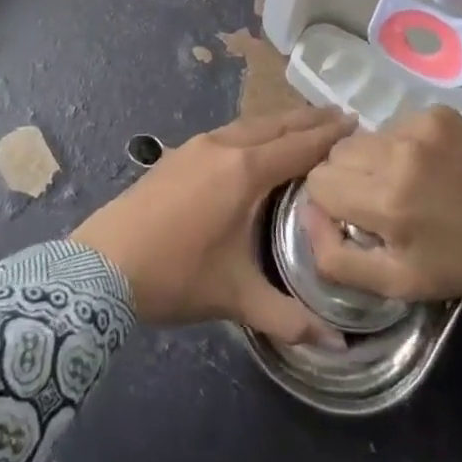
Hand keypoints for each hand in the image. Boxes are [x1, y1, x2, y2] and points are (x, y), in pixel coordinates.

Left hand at [71, 106, 355, 345]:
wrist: (103, 262)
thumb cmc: (176, 275)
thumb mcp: (237, 299)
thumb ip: (289, 318)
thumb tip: (338, 347)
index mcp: (245, 172)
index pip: (298, 146)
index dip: (329, 136)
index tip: (357, 121)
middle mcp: (225, 146)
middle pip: (276, 125)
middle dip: (310, 120)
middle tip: (342, 113)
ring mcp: (198, 145)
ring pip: (250, 124)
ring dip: (280, 121)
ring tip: (304, 122)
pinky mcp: (180, 152)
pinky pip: (230, 130)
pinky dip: (255, 129)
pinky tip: (255, 140)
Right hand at [300, 106, 461, 301]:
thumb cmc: (454, 263)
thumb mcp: (394, 283)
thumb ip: (336, 258)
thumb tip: (307, 214)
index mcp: (385, 201)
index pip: (319, 181)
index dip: (332, 201)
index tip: (355, 214)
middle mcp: (397, 154)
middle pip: (338, 153)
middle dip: (350, 176)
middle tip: (380, 198)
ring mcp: (420, 126)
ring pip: (366, 136)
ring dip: (376, 158)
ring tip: (407, 180)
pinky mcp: (439, 113)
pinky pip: (397, 122)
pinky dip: (403, 143)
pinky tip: (428, 164)